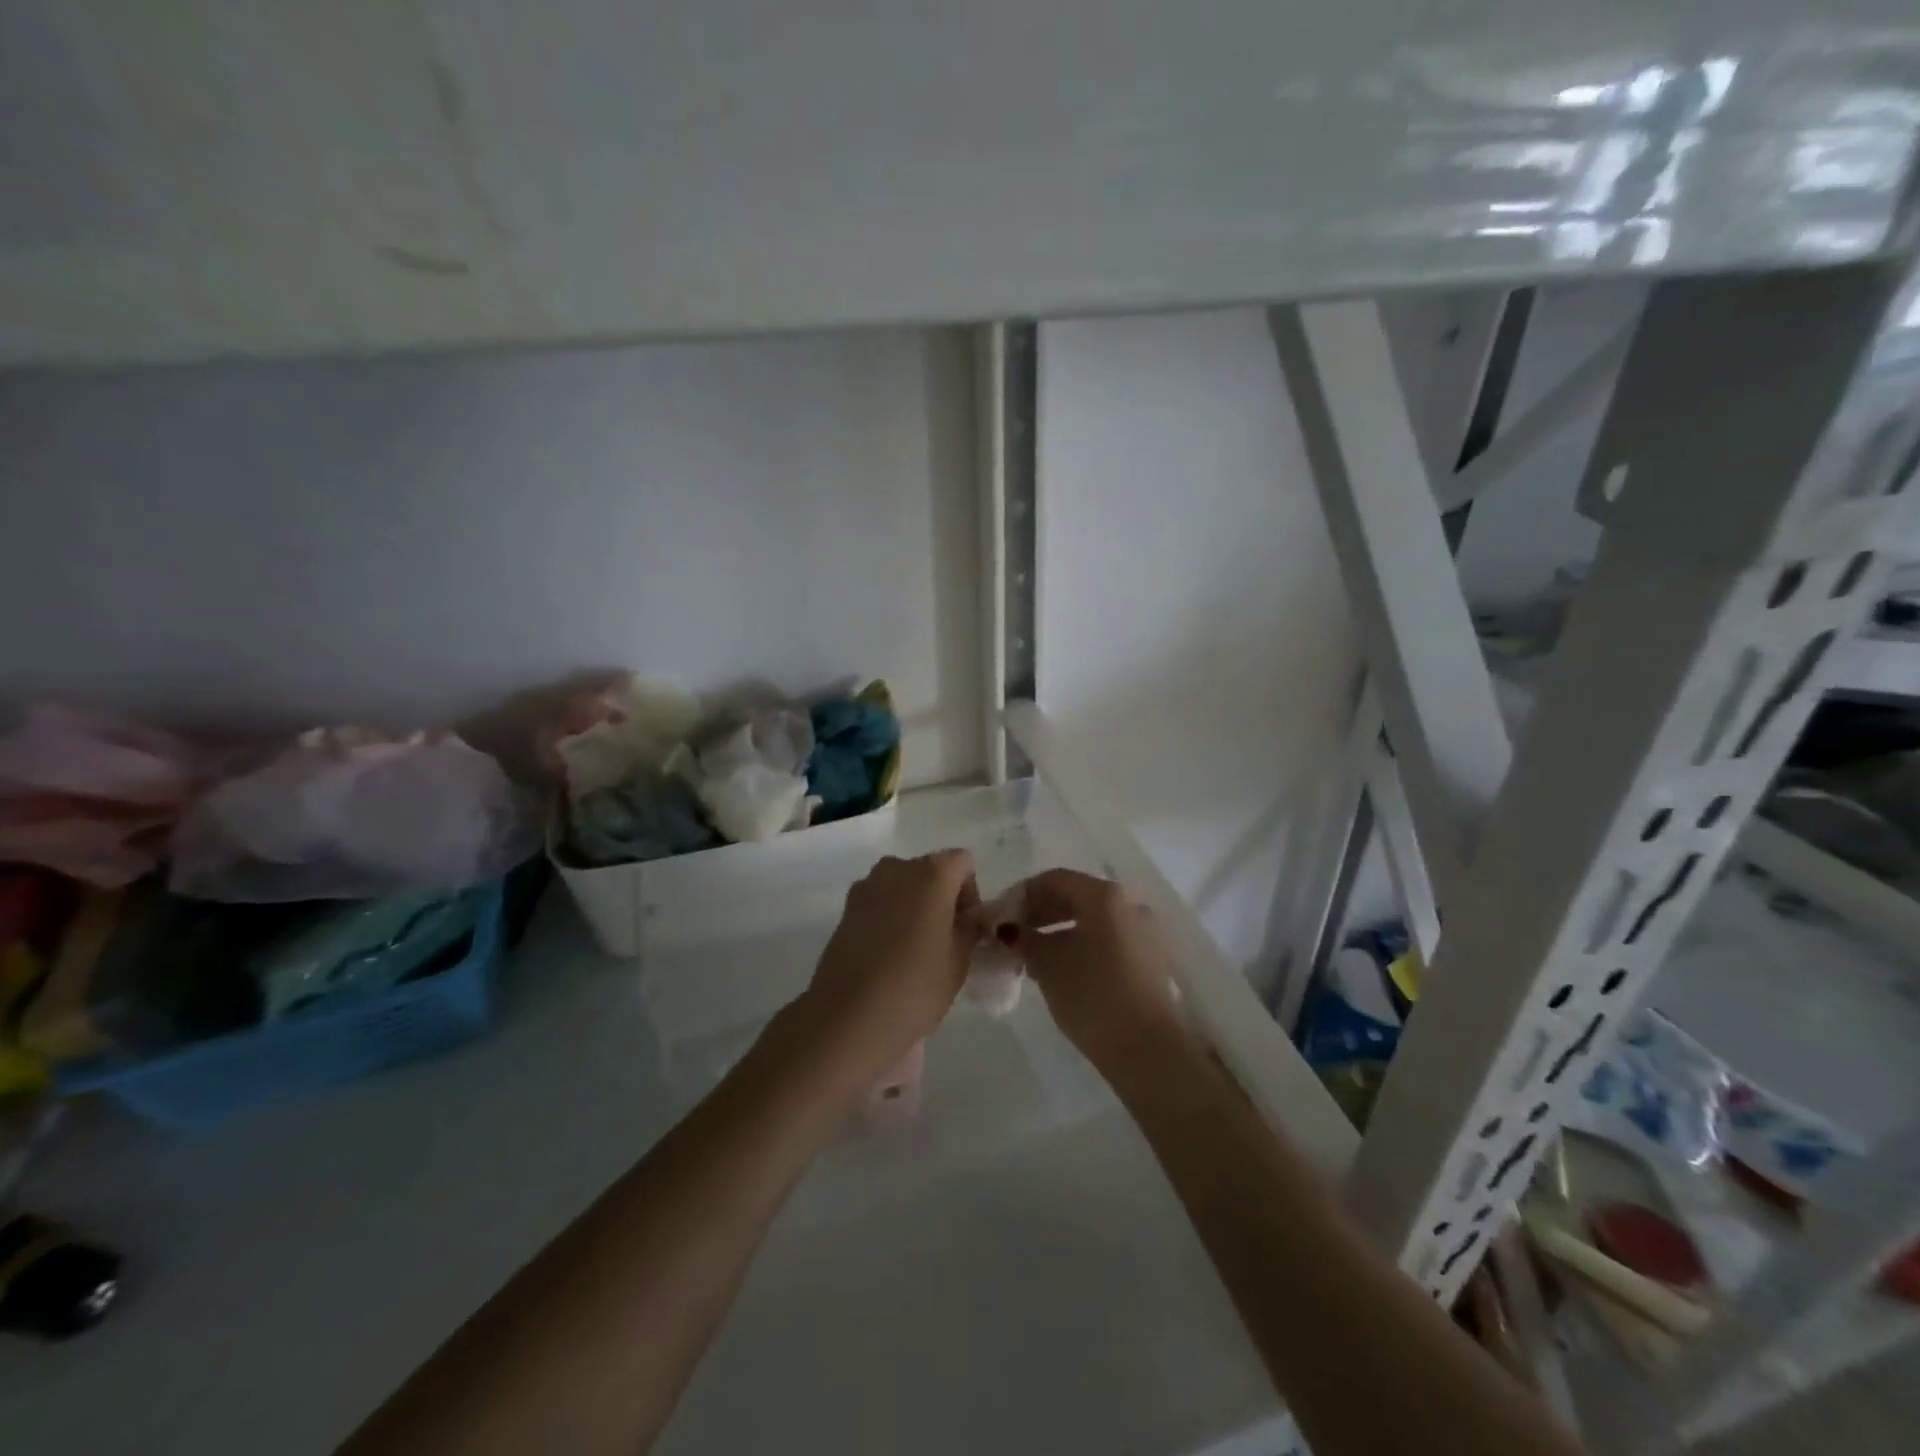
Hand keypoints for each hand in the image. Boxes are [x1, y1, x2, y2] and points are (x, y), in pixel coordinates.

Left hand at [798, 850, 978, 1084]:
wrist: (849, 1017)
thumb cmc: (916, 986)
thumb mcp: (960, 960)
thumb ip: (969, 928)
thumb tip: (968, 918)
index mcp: (931, 873)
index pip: (963, 863)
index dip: (970, 893)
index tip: (965, 928)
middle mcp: (897, 868)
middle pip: (930, 871)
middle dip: (941, 898)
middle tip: (944, 940)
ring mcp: (866, 887)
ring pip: (902, 886)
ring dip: (913, 906)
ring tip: (914, 949)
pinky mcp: (846, 909)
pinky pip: (879, 903)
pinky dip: (889, 918)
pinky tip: (887, 955)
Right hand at [1013, 869, 1183, 1066]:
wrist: (1148, 1050)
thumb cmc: (1093, 996)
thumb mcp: (1049, 965)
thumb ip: (1026, 940)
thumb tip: (1010, 931)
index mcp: (1105, 896)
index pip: (1055, 880)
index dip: (1023, 894)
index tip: (1001, 917)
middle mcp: (1130, 904)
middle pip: (1077, 896)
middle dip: (1042, 912)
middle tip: (1014, 936)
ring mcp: (1146, 932)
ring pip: (1094, 920)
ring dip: (1061, 930)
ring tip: (1034, 956)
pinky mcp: (1153, 959)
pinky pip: (1110, 939)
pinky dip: (1083, 944)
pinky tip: (1063, 969)